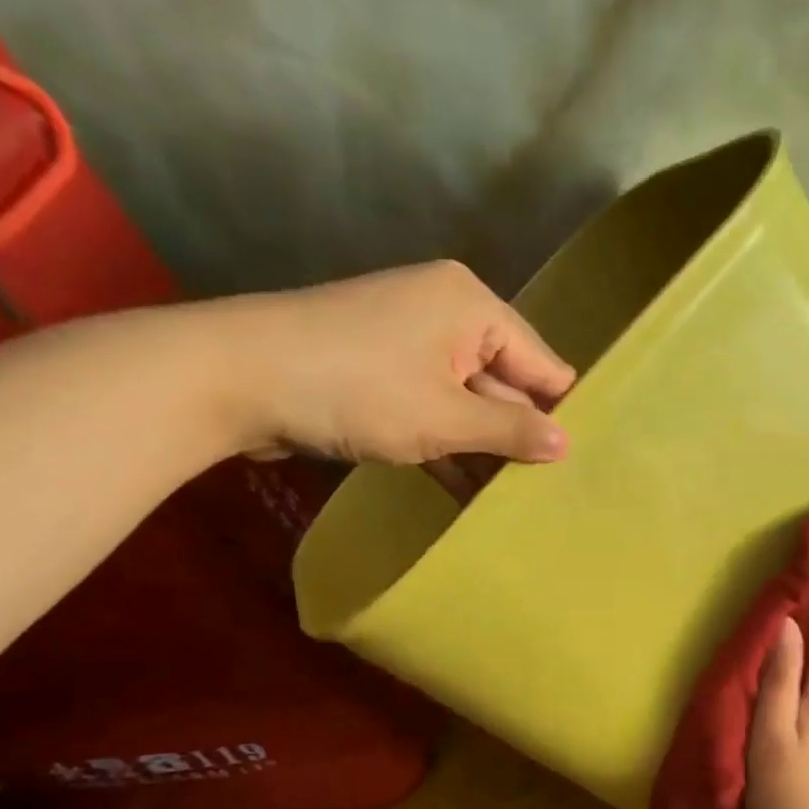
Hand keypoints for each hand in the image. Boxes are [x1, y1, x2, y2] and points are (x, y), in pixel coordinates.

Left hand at [211, 261, 575, 485]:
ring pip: (466, 401)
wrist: (231, 378)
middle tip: (547, 493)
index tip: (577, 465)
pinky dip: (445, 445)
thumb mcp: (445, 418)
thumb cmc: (356, 390)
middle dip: (518, 435)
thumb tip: (568, 444)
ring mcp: (409, 342)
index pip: (541, 363)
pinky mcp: (380, 371)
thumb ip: (511, 430)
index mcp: (472, 307)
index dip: (558, 413)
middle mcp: (446, 313)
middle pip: (504, 382)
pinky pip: (431, 408)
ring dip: (481, 449)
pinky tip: (466, 492)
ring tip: (512, 502)